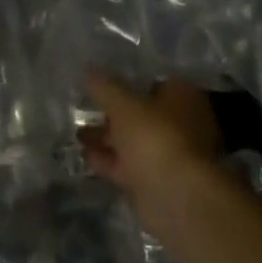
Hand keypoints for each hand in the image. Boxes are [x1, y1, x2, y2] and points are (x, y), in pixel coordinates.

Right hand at [80, 74, 222, 205]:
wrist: (174, 193)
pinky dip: (109, 160)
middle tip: (85, 111)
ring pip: (134, 142)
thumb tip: (89, 69)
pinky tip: (85, 156)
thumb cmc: (154, 136)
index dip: (131, 84)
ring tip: (77, 134)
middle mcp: (181, 124)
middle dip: (114, 115)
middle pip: (143, 115)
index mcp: (183, 98)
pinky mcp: (156, 180)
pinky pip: (129, 165)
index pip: (157, 83)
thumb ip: (105, 87)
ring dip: (107, 139)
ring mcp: (169, 154)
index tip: (103, 86)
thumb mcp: (123, 105)